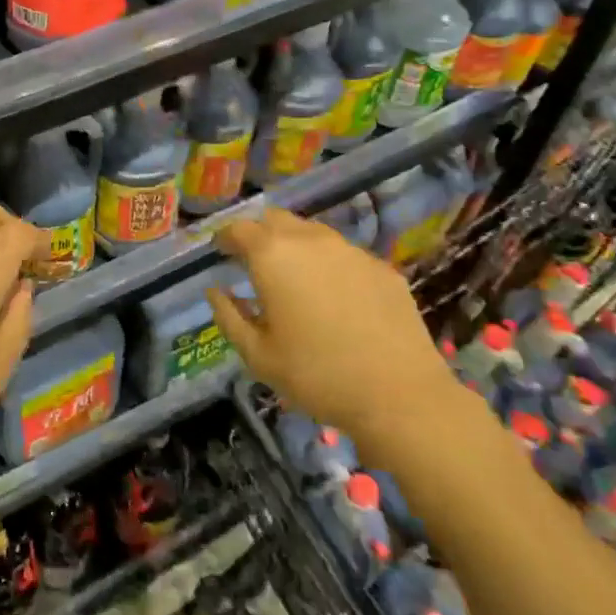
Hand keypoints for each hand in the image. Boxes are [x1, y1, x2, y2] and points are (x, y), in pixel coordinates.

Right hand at [205, 208, 461, 453]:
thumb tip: (216, 291)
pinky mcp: (381, 267)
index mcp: (272, 255)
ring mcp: (350, 250)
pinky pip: (344, 253)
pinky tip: (335, 296)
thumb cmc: (316, 375)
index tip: (221, 254)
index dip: (225, 239)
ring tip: (294, 277)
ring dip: (294, 245)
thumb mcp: (257, 355)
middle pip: (275, 219)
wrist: (400, 395)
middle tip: (254, 262)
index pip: (238, 228)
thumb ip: (228, 316)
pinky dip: (329, 264)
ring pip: (312, 232)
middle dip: (259, 234)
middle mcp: (310, 240)